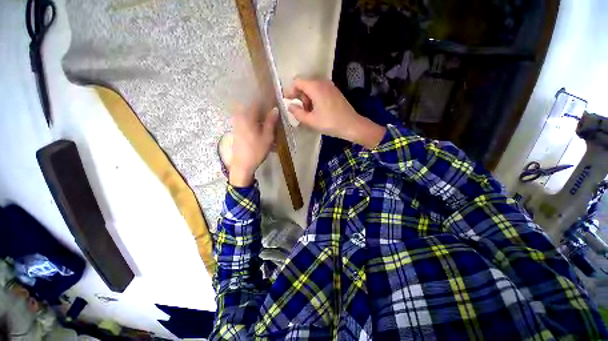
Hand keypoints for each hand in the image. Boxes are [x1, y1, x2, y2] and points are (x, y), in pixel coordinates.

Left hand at [229, 104, 278, 186]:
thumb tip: (275, 109)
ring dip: (259, 118)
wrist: (242, 165)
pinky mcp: (237, 130)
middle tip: (273, 116)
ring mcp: (237, 124)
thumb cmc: (256, 151)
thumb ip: (270, 122)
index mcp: (248, 117)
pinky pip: (247, 122)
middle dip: (263, 110)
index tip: (274, 104)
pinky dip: (255, 123)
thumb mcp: (267, 137)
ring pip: (250, 115)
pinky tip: (261, 131)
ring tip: (268, 125)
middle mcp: (240, 118)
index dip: (265, 101)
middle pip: (252, 108)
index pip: (256, 102)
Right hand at [284, 78, 385, 148]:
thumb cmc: (330, 123)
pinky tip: (317, 111)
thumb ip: (297, 113)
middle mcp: (322, 82)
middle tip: (301, 111)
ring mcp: (330, 86)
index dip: (290, 91)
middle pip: (305, 84)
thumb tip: (290, 106)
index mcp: (315, 87)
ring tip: (309, 113)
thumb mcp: (311, 120)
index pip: (297, 82)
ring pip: (312, 88)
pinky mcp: (334, 92)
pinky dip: (315, 99)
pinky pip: (320, 91)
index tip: (288, 102)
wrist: (351, 125)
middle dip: (299, 97)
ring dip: (307, 99)